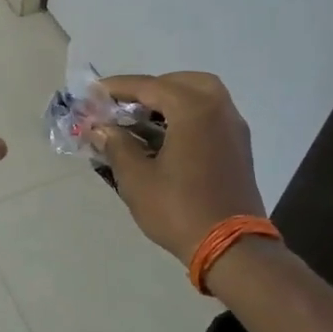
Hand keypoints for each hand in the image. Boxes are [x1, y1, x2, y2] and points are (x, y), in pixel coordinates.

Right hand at [94, 72, 265, 259]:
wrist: (232, 249)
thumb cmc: (179, 209)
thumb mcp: (137, 178)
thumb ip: (117, 145)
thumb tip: (101, 129)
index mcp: (194, 110)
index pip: (149, 86)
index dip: (118, 88)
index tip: (93, 91)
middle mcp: (218, 109)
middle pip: (181, 82)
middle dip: (151, 88)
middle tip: (125, 104)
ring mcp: (233, 128)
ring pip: (202, 95)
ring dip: (172, 99)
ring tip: (144, 118)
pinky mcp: (239, 147)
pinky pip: (212, 114)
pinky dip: (189, 114)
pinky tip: (167, 135)